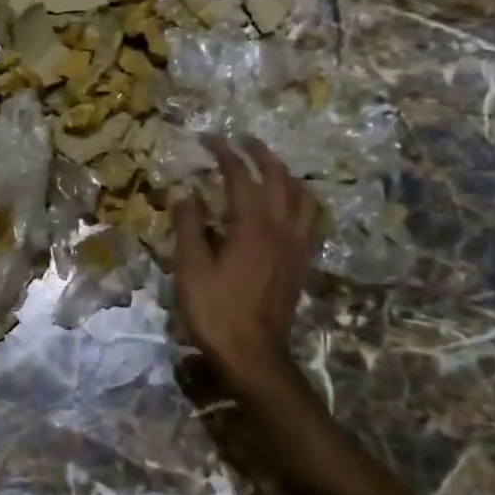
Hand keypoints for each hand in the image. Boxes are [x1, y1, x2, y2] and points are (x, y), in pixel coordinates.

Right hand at [171, 136, 320, 393]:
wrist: (254, 356)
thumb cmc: (216, 312)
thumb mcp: (190, 269)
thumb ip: (188, 226)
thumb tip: (185, 192)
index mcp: (251, 226)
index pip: (240, 176)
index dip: (225, 153)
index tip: (209, 138)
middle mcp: (280, 228)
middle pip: (278, 178)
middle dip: (260, 153)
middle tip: (243, 140)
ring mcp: (296, 246)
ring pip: (302, 196)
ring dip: (285, 174)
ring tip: (270, 167)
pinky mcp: (302, 263)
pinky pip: (309, 220)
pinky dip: (300, 201)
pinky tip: (289, 206)